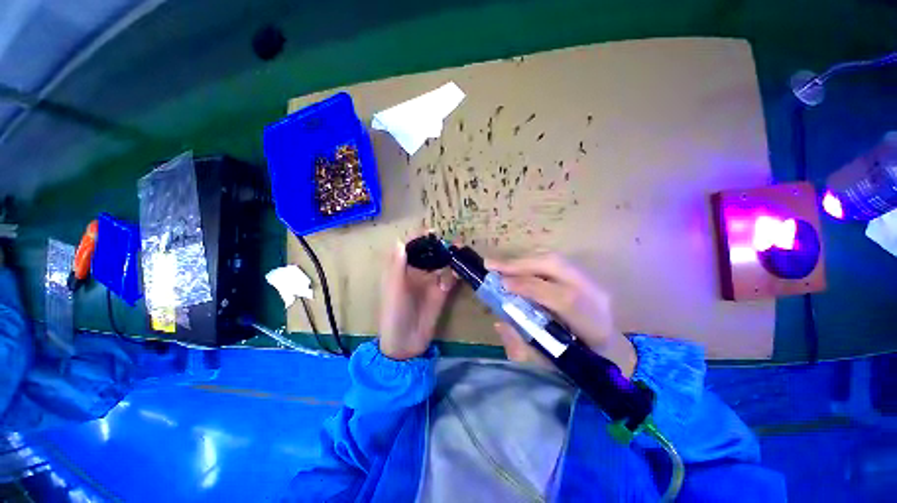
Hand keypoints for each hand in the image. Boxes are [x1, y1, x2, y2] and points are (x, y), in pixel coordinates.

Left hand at [379, 239, 456, 359]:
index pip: (410, 249)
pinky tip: (463, 269)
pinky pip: (451, 279)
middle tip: (453, 240)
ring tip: (461, 249)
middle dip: (440, 246)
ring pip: (442, 264)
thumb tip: (400, 242)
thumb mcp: (393, 290)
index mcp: (401, 270)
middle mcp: (417, 273)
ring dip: (451, 257)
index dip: (419, 239)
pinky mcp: (442, 293)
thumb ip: (397, 267)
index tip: (431, 231)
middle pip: (429, 254)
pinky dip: (457, 273)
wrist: (406, 343)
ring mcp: (430, 283)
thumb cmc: (394, 314)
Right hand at [486, 253, 636, 377]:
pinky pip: (552, 258)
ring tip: (499, 265)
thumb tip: (500, 323)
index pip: (562, 298)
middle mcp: (593, 293)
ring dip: (522, 260)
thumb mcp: (549, 362)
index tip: (502, 285)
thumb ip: (522, 347)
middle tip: (491, 265)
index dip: (530, 287)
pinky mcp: (581, 272)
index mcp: (591, 321)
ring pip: (553, 258)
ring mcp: (589, 279)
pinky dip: (530, 260)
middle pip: (556, 266)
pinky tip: (515, 265)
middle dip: (520, 264)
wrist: (609, 346)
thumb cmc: (578, 358)